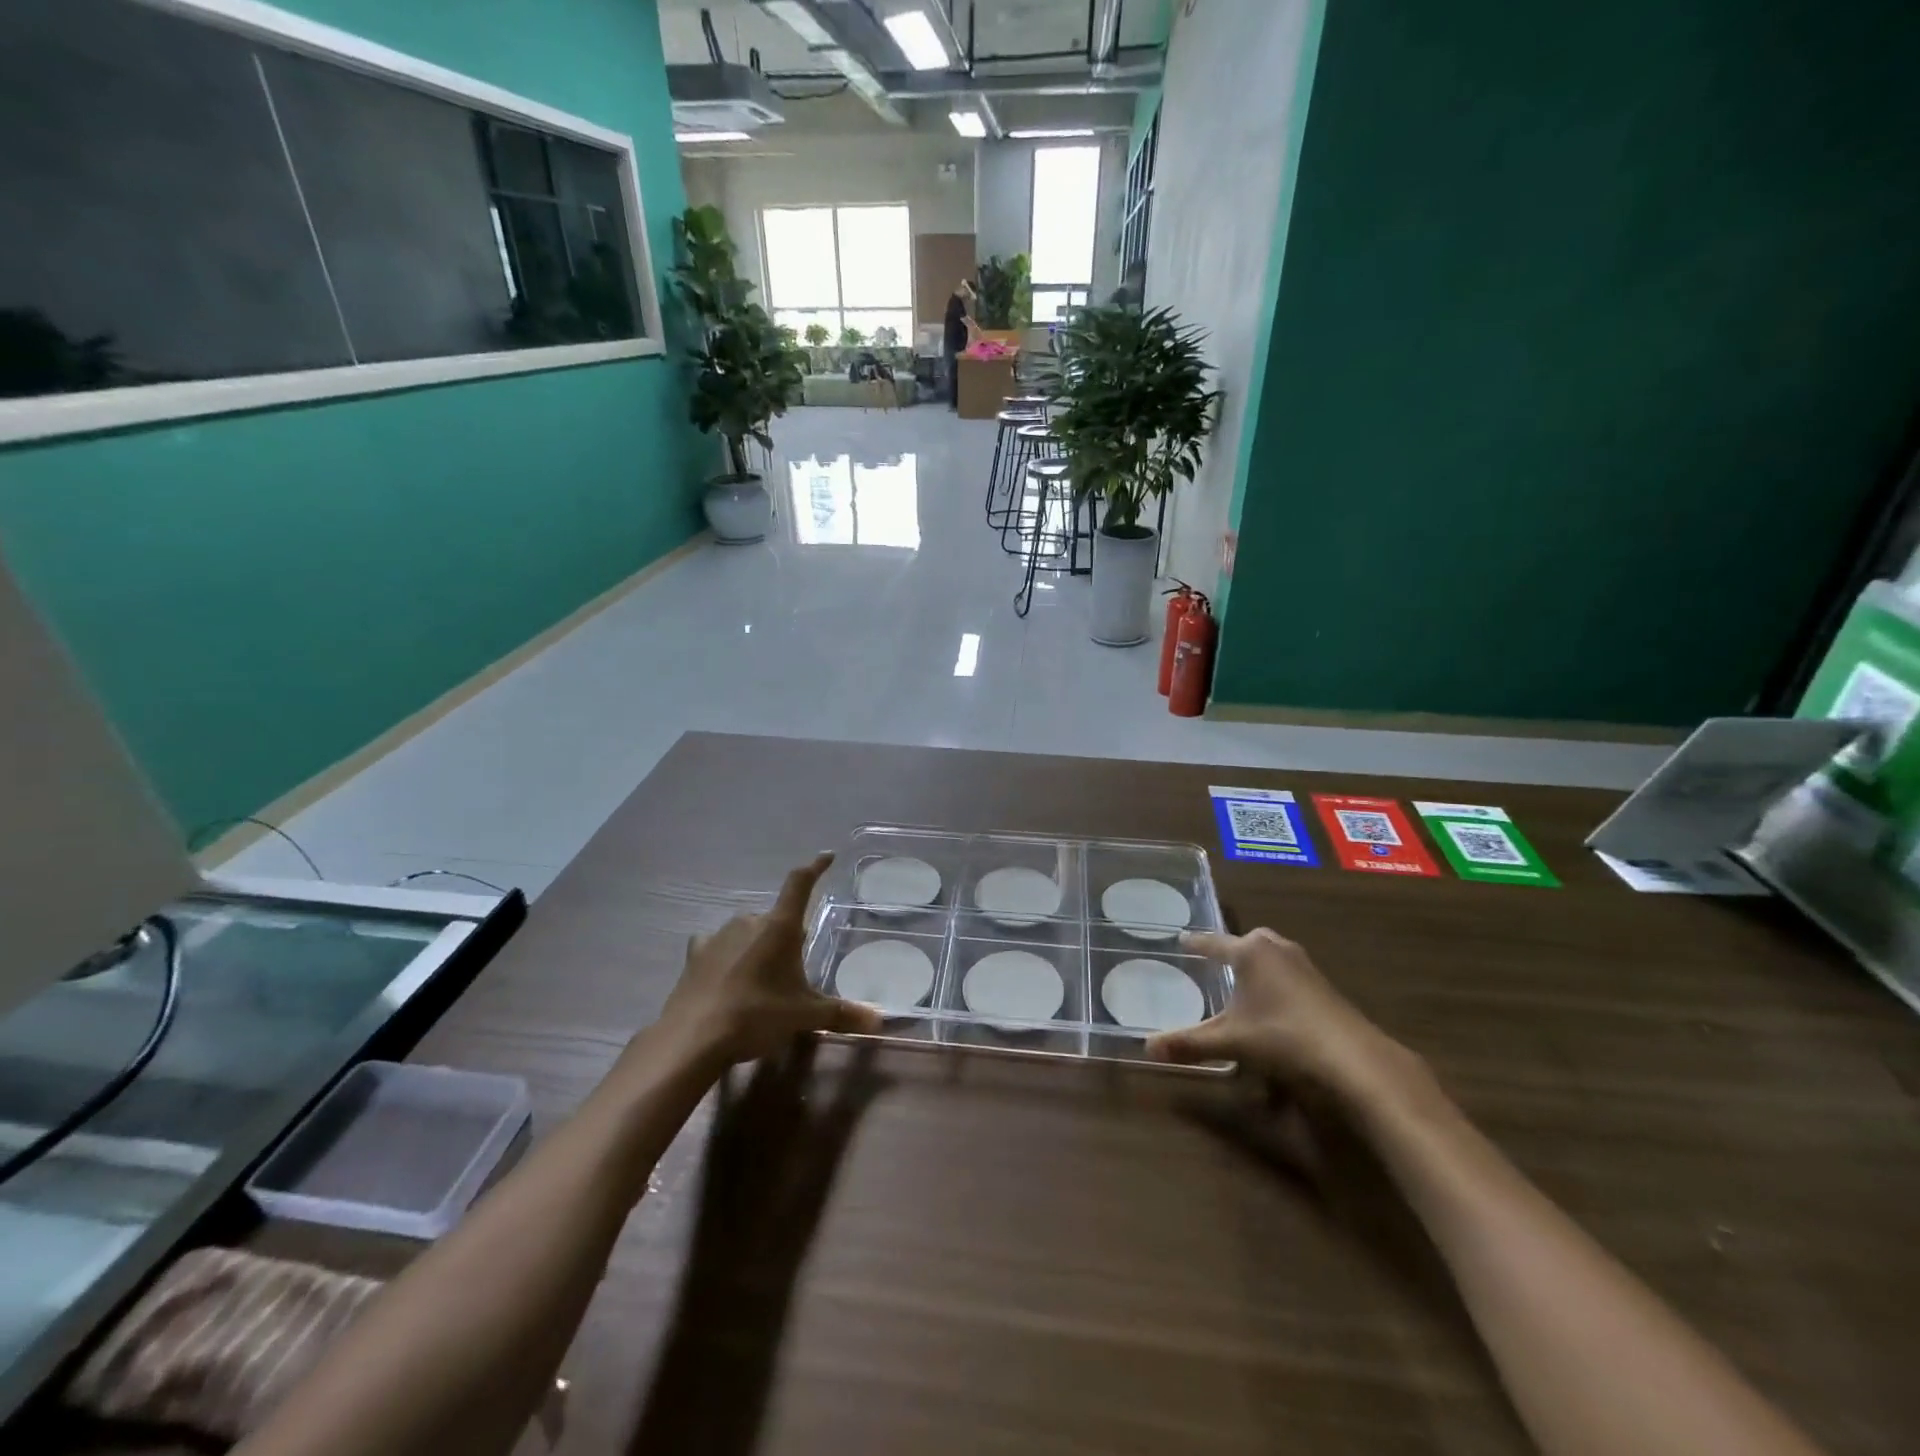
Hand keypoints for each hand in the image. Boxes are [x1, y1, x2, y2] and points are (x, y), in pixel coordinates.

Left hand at [656, 854, 883, 1068]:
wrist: (693, 1038)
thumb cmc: (757, 1015)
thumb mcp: (804, 1016)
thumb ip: (841, 1014)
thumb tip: (879, 1020)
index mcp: (779, 927)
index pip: (799, 884)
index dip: (815, 868)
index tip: (827, 856)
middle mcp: (749, 921)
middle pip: (776, 918)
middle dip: (787, 935)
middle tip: (795, 965)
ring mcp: (719, 935)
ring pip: (748, 931)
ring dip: (758, 945)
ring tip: (763, 977)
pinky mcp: (695, 954)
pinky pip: (717, 945)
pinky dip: (726, 954)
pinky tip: (727, 972)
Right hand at [1147, 928, 1415, 1101]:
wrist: (1352, 1057)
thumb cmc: (1282, 1036)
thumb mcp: (1230, 1041)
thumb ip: (1188, 1043)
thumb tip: (1146, 1048)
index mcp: (1250, 952)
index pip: (1214, 942)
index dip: (1196, 943)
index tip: (1181, 939)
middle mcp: (1277, 949)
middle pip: (1249, 940)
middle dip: (1232, 947)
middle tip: (1216, 959)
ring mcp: (1304, 965)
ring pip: (1273, 954)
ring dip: (1258, 962)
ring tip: (1243, 979)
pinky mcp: (1323, 985)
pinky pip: (1289, 970)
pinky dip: (1276, 977)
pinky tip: (1273, 1001)